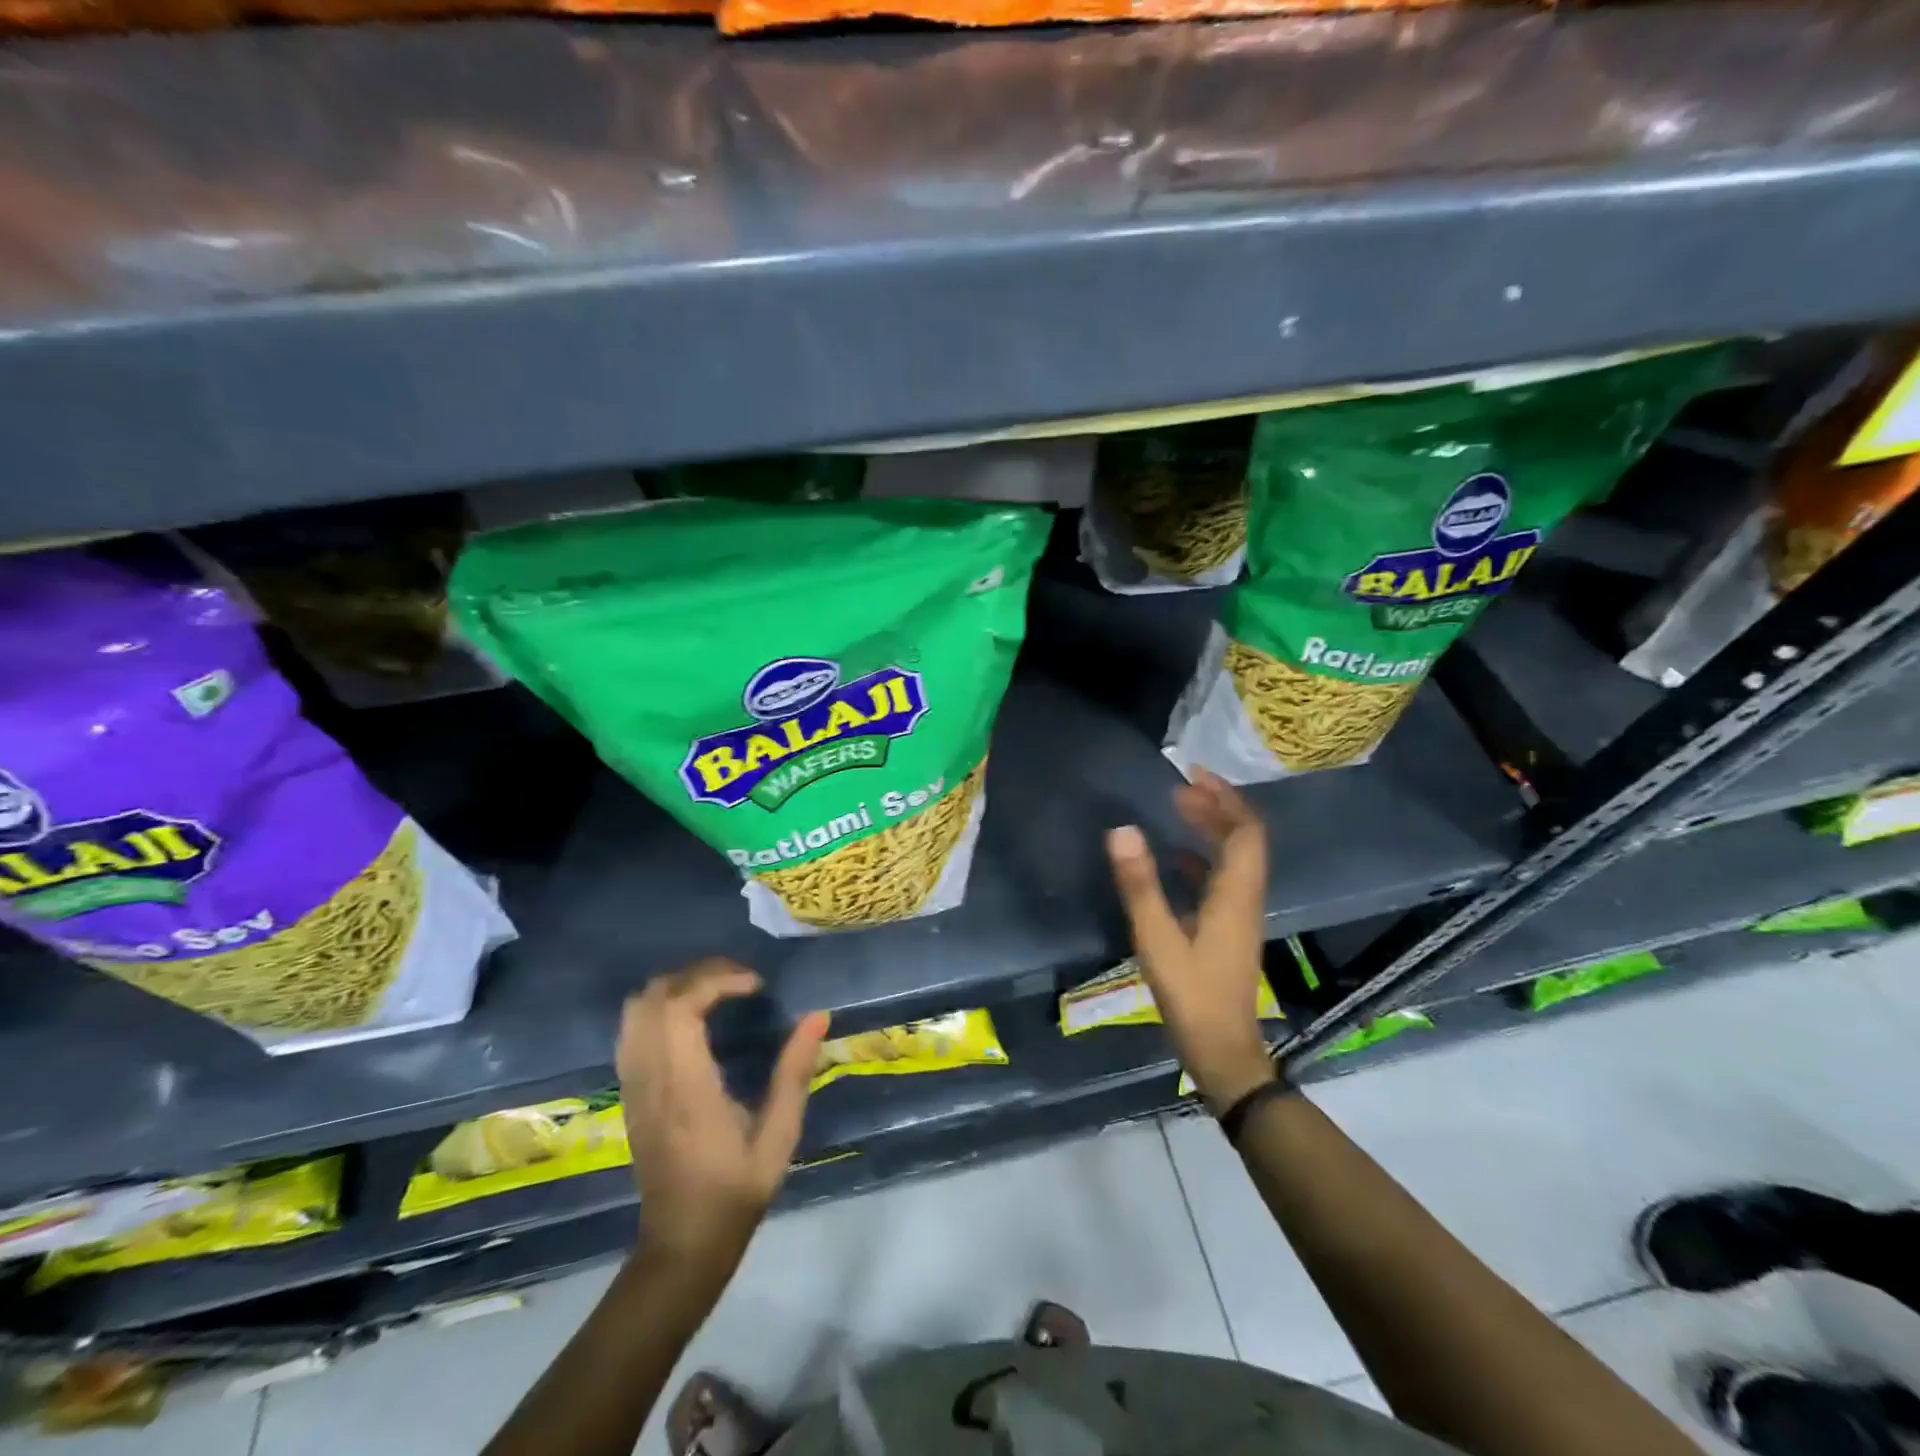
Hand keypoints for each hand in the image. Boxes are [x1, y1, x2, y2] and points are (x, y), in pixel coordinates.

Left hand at [617, 958, 830, 1262]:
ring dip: (676, 986)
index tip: (756, 985)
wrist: (682, 1246)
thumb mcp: (779, 1137)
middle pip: (653, 997)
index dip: (717, 980)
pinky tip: (692, 1018)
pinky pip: (631, 1030)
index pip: (681, 1007)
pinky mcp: (628, 1093)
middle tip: (740, 980)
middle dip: (697, 974)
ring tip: (718, 991)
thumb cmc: (735, 1192)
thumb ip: (794, 1073)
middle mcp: (650, 1079)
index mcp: (686, 1088)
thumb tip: (818, 1016)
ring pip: (635, 1009)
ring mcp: (633, 1085)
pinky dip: (659, 1006)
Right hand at [1107, 768, 1277, 1112]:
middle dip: (1217, 807)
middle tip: (1179, 789)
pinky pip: (1223, 879)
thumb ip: (1140, 884)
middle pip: (1244, 839)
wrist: (1223, 1052)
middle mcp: (1246, 897)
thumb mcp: (1157, 939)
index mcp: (1235, 894)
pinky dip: (1203, 858)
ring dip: (1211, 830)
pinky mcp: (1229, 929)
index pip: (1245, 831)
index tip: (1192, 775)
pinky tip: (1175, 860)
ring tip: (1177, 811)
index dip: (1224, 797)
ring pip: (1235, 858)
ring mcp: (1239, 915)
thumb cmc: (1191, 995)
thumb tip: (1121, 829)